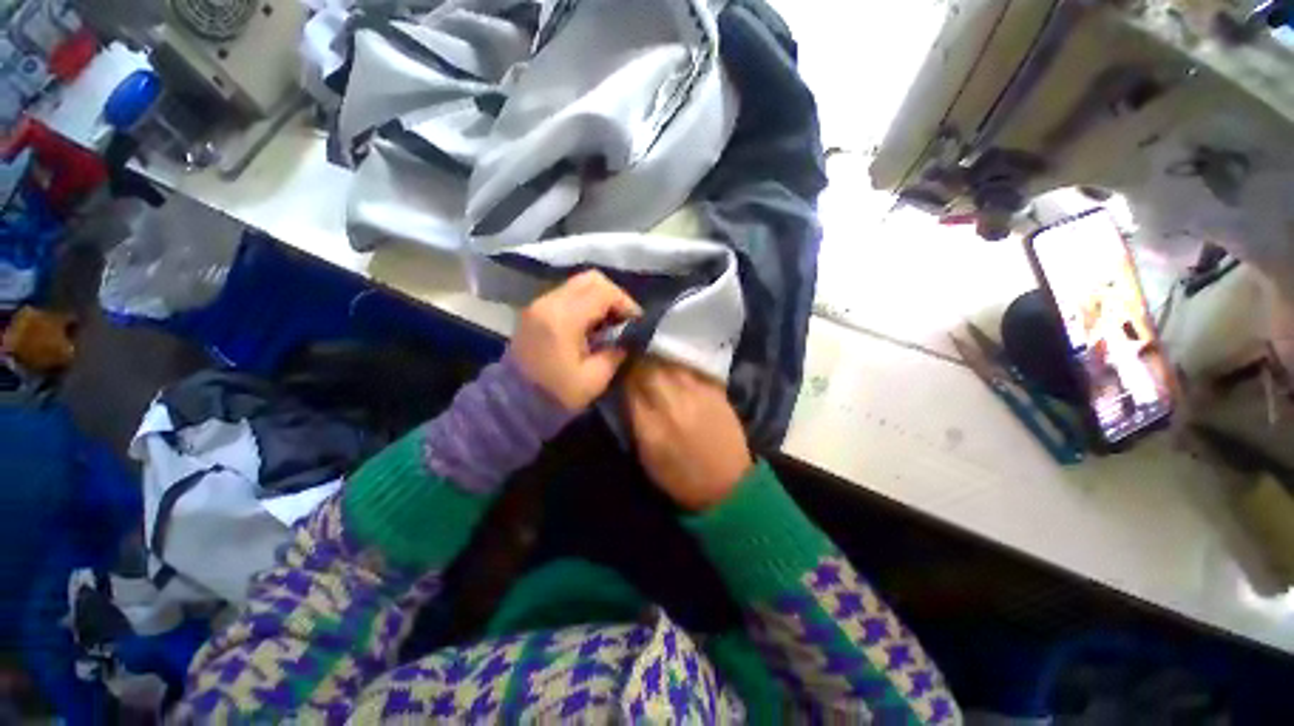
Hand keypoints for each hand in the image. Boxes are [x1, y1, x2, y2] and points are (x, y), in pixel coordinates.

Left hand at [510, 270, 641, 410]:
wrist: (513, 404)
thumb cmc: (556, 395)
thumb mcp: (595, 379)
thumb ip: (617, 351)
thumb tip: (629, 336)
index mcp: (563, 318)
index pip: (603, 291)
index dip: (626, 303)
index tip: (636, 322)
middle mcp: (548, 302)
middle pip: (591, 279)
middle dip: (614, 296)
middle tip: (624, 320)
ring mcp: (538, 304)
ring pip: (578, 284)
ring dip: (599, 299)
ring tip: (610, 324)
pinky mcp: (535, 311)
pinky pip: (567, 295)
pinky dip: (585, 304)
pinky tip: (591, 326)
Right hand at [626, 359, 752, 511]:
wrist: (728, 484)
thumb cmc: (681, 477)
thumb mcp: (647, 457)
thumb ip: (635, 421)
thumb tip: (628, 393)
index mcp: (652, 426)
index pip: (630, 387)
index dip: (623, 375)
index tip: (620, 371)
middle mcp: (673, 405)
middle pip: (649, 370)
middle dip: (639, 364)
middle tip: (635, 363)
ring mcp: (697, 395)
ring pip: (670, 364)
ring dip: (658, 362)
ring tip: (654, 364)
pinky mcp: (715, 391)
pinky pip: (690, 369)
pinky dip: (679, 368)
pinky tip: (676, 371)